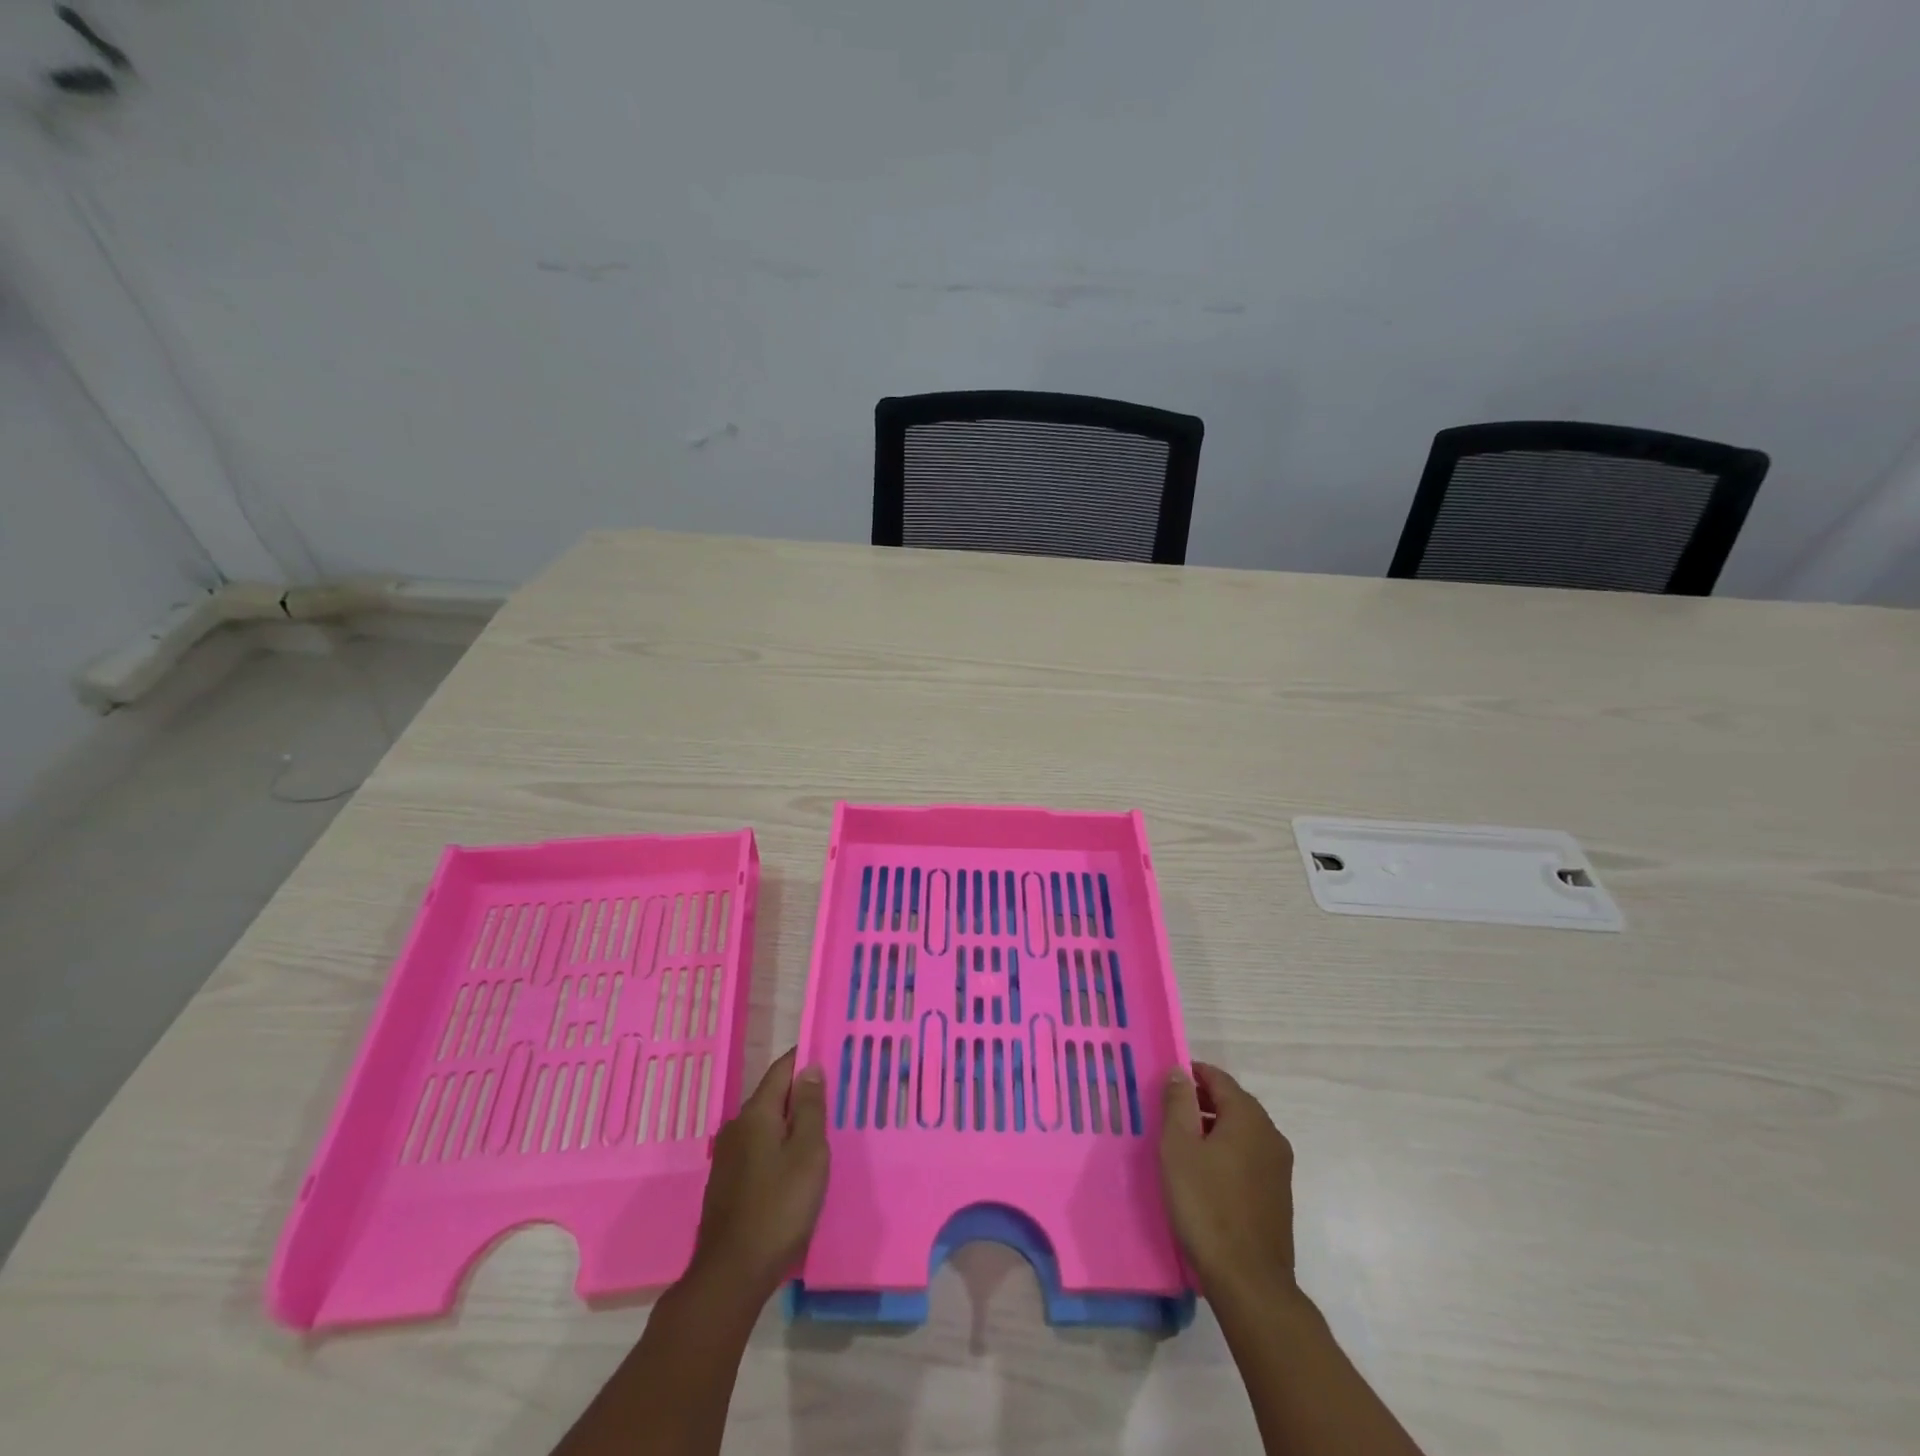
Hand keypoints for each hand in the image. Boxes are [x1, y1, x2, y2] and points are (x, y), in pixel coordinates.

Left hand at [687, 1048, 828, 1301]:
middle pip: (772, 1097)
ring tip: (818, 1132)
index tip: (830, 1057)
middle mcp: (737, 1127)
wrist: (731, 1275)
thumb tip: (809, 1067)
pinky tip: (793, 1166)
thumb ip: (809, 1108)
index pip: (782, 1070)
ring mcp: (728, 1157)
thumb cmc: (779, 1207)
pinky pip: (758, 1150)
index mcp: (756, 1113)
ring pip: (765, 1125)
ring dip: (789, 1124)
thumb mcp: (808, 1153)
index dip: (805, 1060)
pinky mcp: (727, 1184)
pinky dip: (778, 1147)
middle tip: (833, 1098)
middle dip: (800, 1093)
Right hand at [1159, 1062, 1296, 1307]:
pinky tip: (1205, 1174)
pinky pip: (1249, 1156)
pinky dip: (1227, 1152)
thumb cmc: (1206, 1205)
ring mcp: (1279, 1166)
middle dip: (1201, 1101)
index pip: (1218, 1078)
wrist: (1249, 1282)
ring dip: (1213, 1128)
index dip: (1191, 1074)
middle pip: (1232, 1102)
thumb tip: (1180, 1071)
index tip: (1165, 1083)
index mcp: (1248, 1117)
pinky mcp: (1279, 1194)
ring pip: (1241, 1131)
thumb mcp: (1179, 1147)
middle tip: (1168, 1113)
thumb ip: (1178, 1103)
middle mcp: (1270, 1134)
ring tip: (1182, 1144)